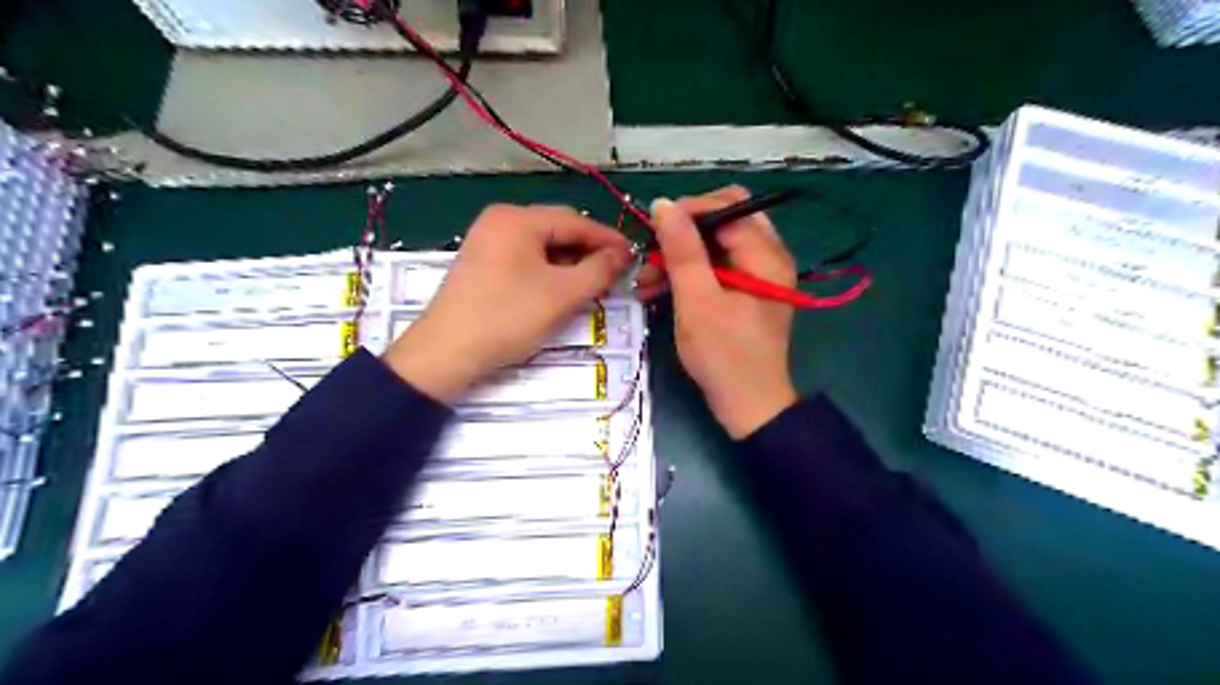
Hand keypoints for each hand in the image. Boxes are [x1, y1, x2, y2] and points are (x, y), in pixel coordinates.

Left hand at [379, 206, 629, 402]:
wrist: (446, 353)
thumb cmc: (508, 317)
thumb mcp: (562, 295)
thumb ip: (598, 270)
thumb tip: (622, 255)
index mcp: (518, 218)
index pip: (576, 221)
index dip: (608, 239)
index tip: (634, 257)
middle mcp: (500, 220)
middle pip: (558, 230)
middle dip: (589, 251)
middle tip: (614, 274)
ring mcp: (487, 241)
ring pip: (542, 246)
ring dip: (570, 263)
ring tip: (591, 285)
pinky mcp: (482, 263)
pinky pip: (525, 259)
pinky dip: (548, 271)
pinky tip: (561, 290)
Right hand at [641, 184, 802, 438]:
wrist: (748, 405)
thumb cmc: (723, 355)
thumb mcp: (697, 301)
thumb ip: (682, 250)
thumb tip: (664, 204)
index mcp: (765, 254)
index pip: (728, 205)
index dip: (689, 211)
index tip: (653, 230)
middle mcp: (768, 256)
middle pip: (723, 220)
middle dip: (683, 233)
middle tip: (652, 253)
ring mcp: (758, 274)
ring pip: (716, 244)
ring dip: (681, 255)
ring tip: (647, 279)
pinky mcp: (746, 291)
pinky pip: (716, 267)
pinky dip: (690, 273)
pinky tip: (660, 289)